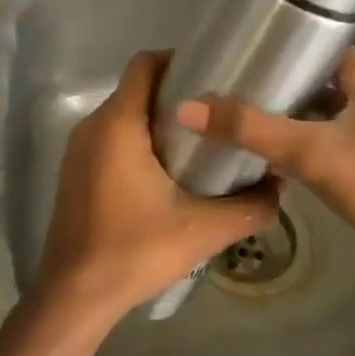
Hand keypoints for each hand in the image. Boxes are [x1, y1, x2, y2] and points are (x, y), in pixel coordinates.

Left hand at [35, 50, 278, 331]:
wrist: (75, 295)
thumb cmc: (135, 250)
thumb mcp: (204, 229)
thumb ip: (250, 205)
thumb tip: (280, 184)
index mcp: (117, 124)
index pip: (144, 64)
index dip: (178, 60)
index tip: (213, 73)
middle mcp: (92, 126)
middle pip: (135, 88)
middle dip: (175, 92)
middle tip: (216, 110)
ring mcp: (78, 150)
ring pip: (122, 115)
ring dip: (156, 118)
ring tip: (199, 139)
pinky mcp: (74, 172)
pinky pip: (109, 138)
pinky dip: (137, 140)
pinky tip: (166, 171)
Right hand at [173, 47, 354, 281]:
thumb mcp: (310, 150)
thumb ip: (249, 128)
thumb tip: (186, 107)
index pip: (319, 44)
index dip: (282, 42)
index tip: (238, 45)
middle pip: (314, 80)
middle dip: (273, 81)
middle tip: (223, 80)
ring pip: (316, 114)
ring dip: (282, 115)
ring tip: (231, 111)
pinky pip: (320, 144)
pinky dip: (293, 143)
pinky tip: (259, 151)